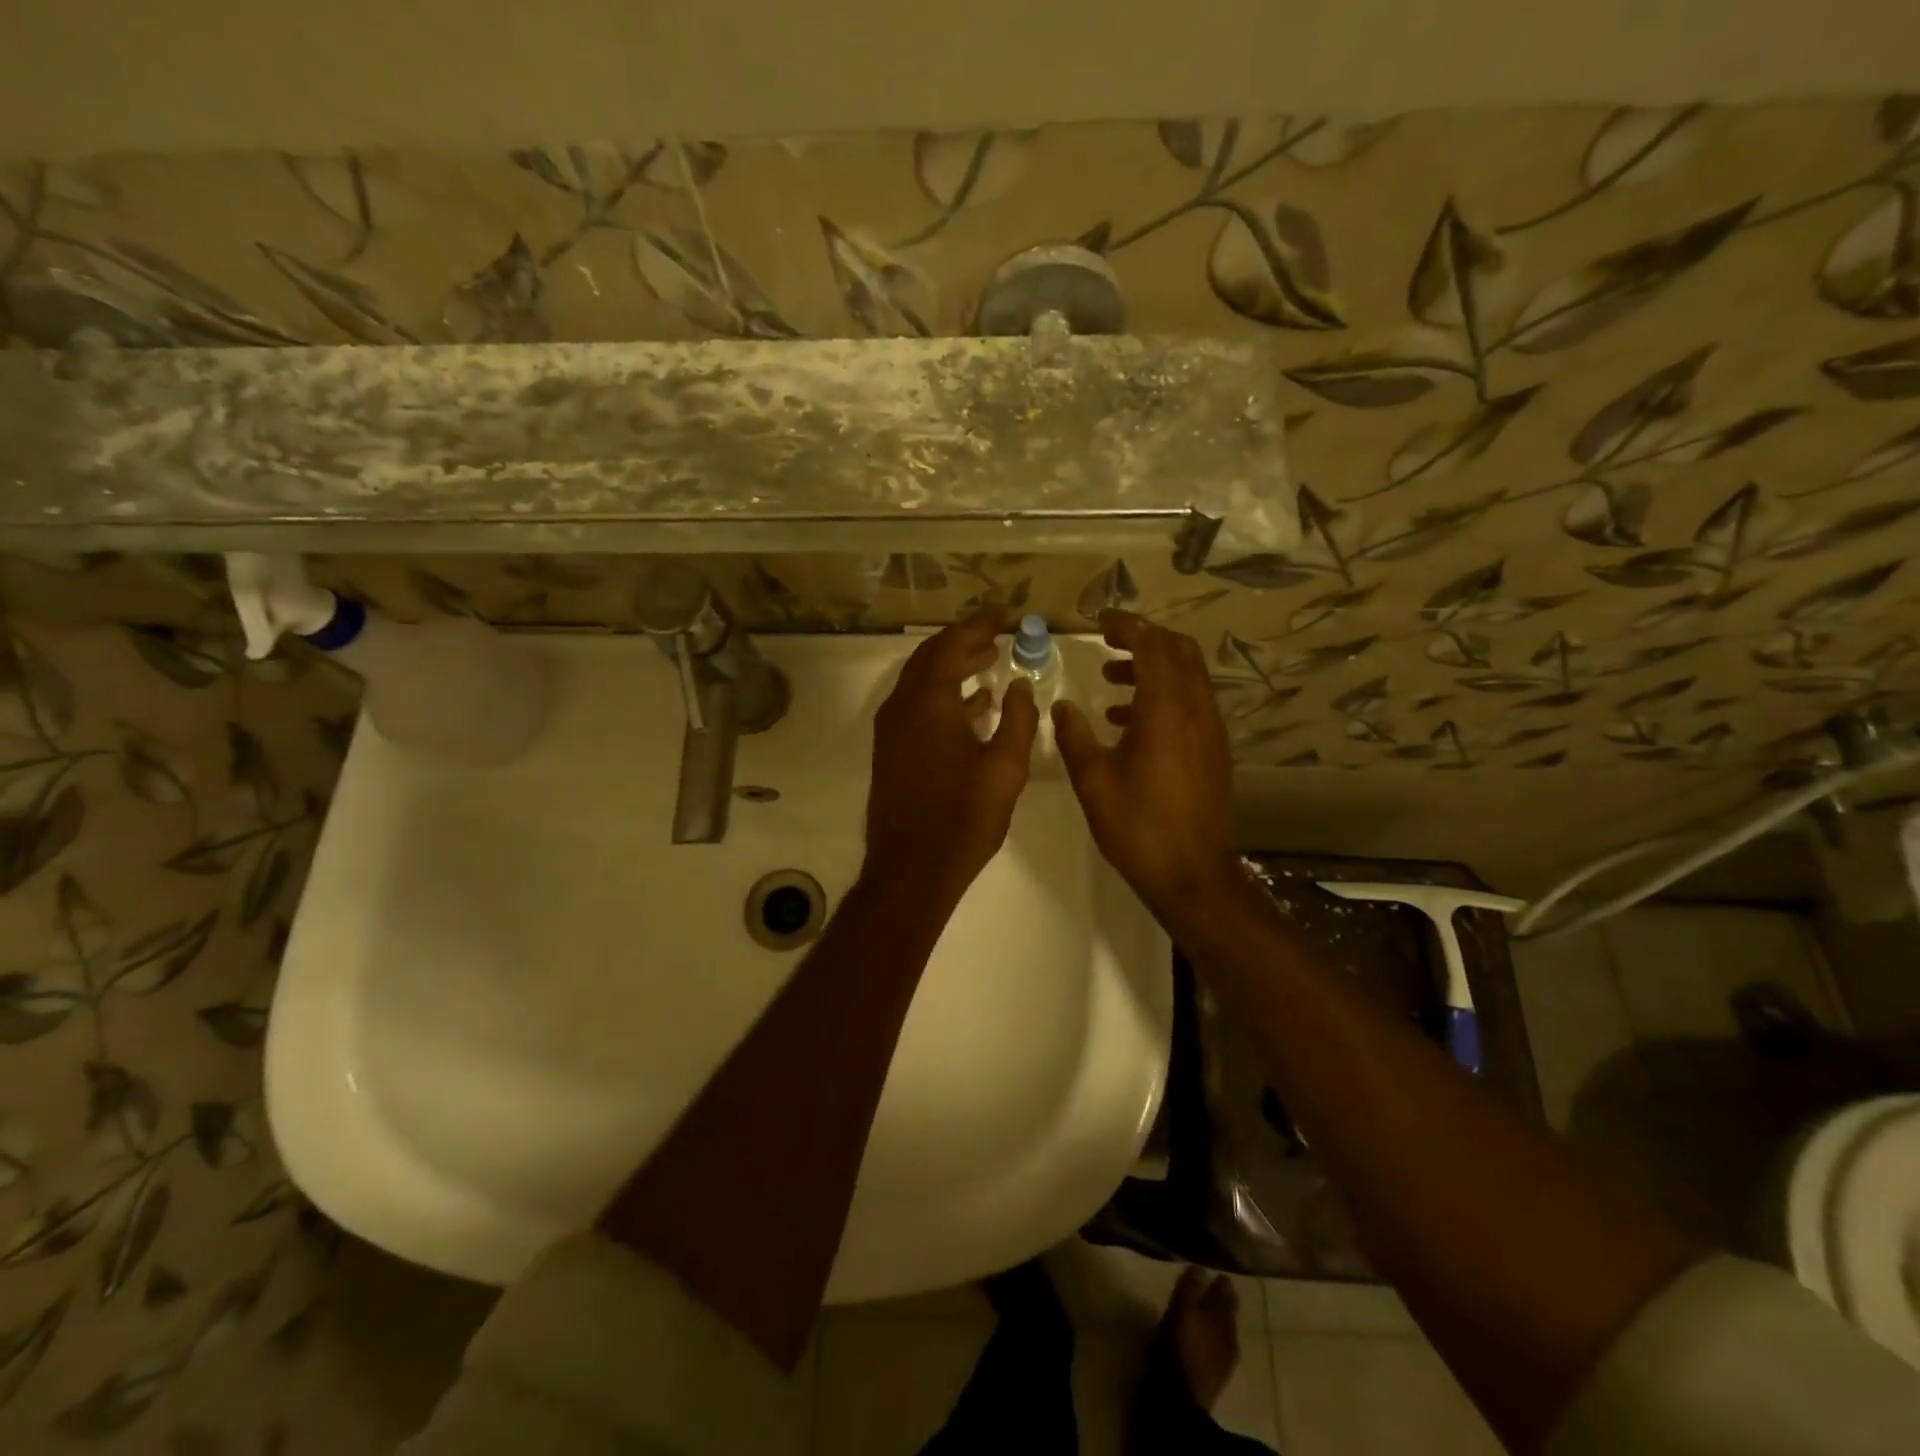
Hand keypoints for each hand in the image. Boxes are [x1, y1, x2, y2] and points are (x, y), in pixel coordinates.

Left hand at [864, 607, 1037, 908]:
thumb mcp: (1005, 767)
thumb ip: (1018, 719)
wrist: (911, 869)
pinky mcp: (892, 751)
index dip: (979, 626)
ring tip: (989, 663)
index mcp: (928, 701)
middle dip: (963, 642)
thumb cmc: (963, 816)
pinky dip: (943, 696)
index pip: (952, 645)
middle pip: (931, 658)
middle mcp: (903, 706)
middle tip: (997, 636)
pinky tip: (974, 707)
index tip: (1004, 615)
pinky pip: (917, 706)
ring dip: (953, 668)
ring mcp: (892, 729)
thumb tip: (1020, 685)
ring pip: (922, 682)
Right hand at [1052, 610, 1239, 921]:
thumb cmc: (1138, 826)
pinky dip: (1164, 695)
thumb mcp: (1094, 780)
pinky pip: (1191, 703)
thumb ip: (1075, 736)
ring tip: (1111, 677)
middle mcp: (1196, 711)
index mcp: (1167, 710)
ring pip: (1188, 677)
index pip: (1153, 647)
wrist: (1193, 874)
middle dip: (1145, 638)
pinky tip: (1129, 721)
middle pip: (1179, 652)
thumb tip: (1062, 705)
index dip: (1128, 626)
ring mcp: (1210, 731)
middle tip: (1109, 641)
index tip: (1102, 620)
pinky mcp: (1214, 751)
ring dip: (1153, 667)